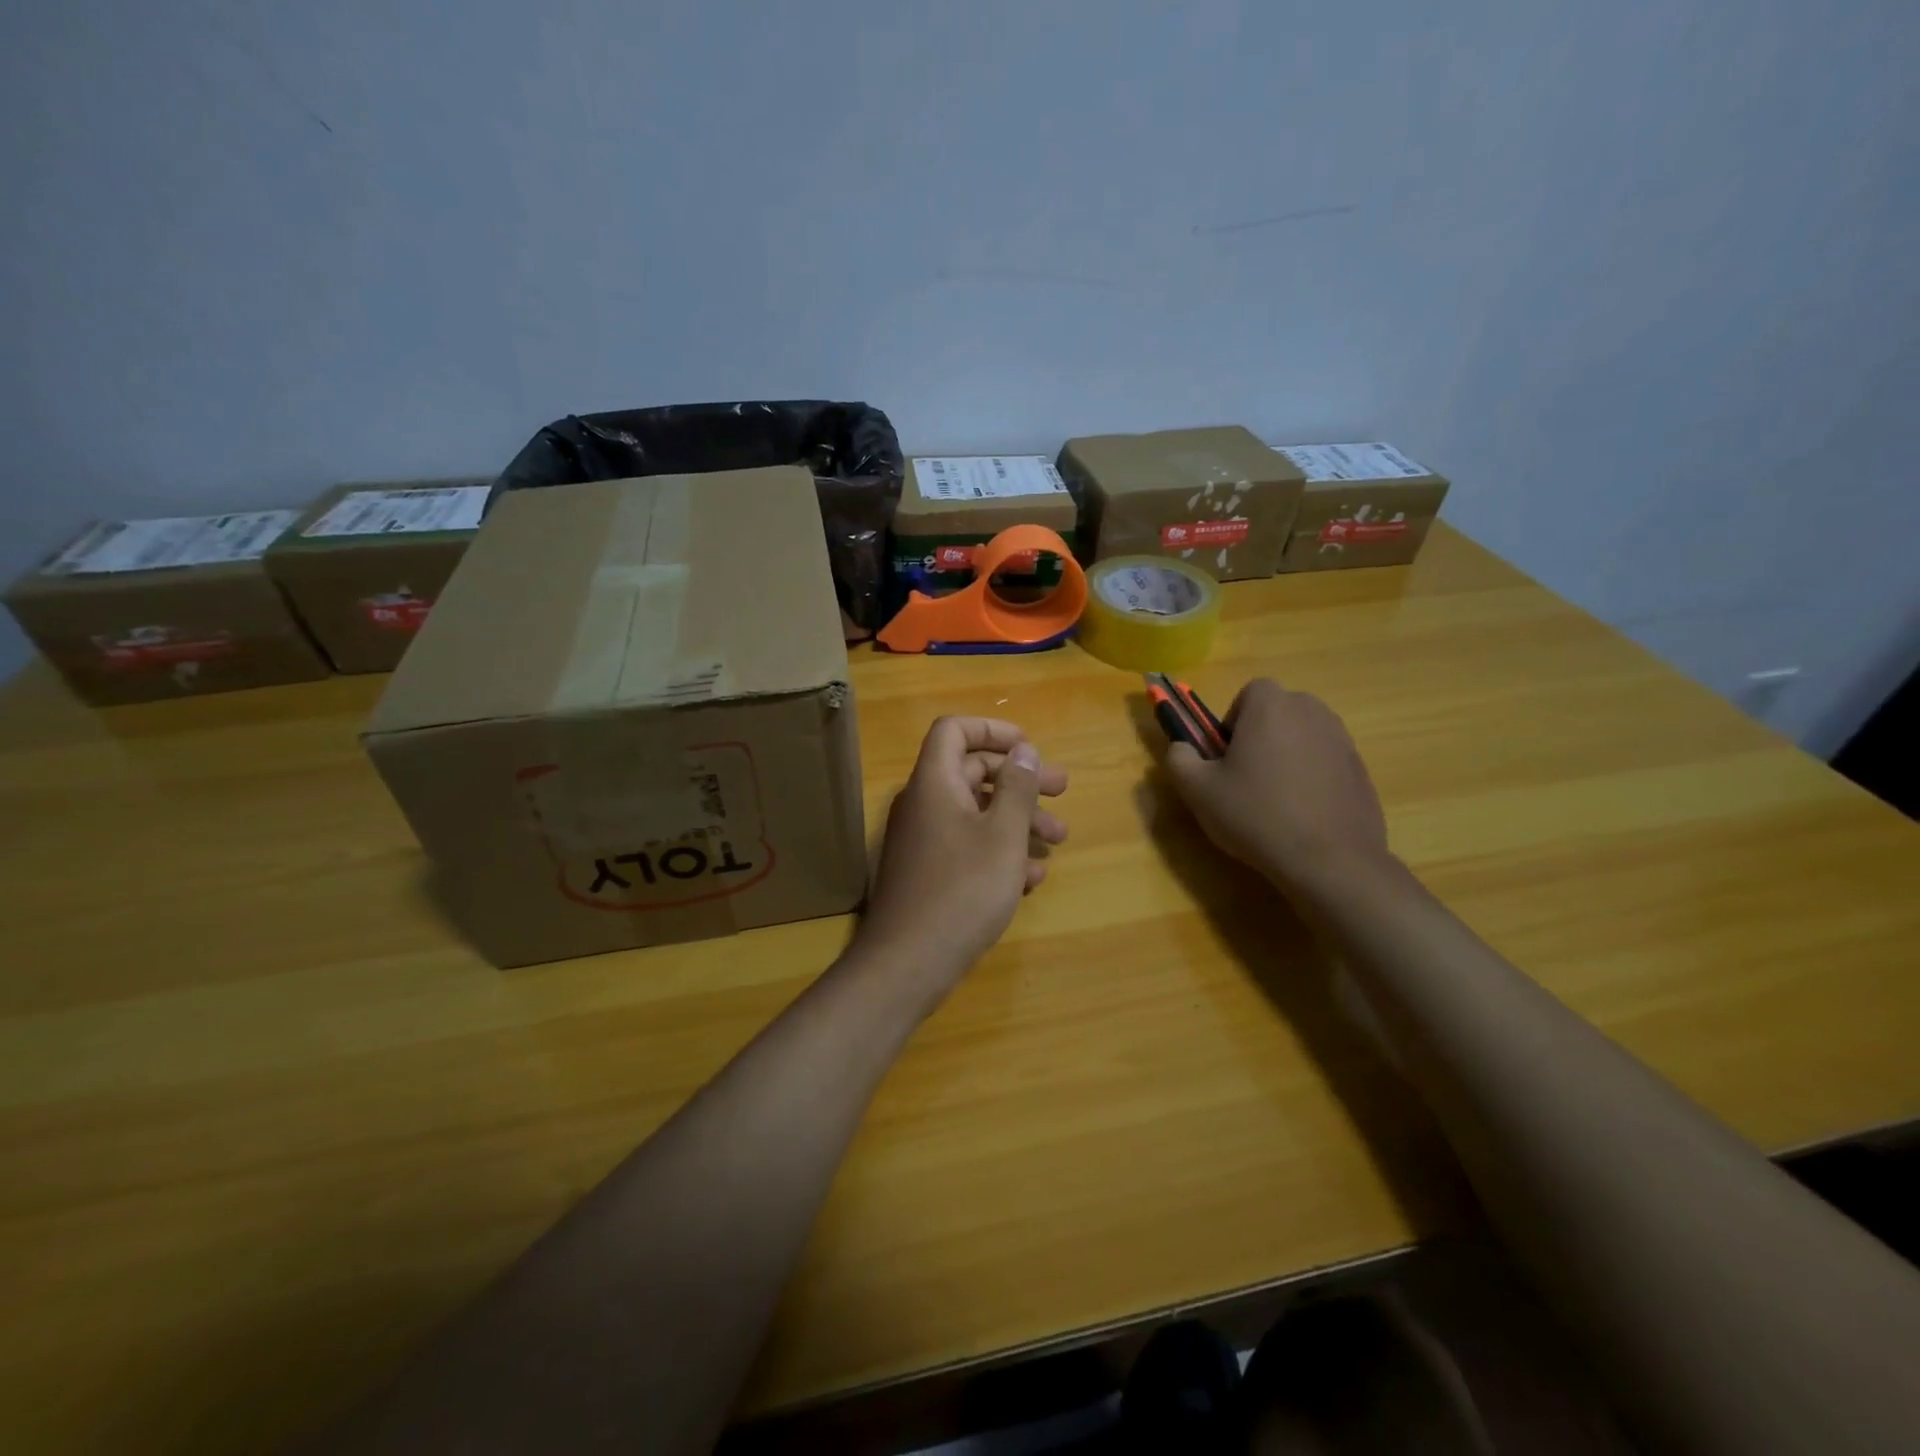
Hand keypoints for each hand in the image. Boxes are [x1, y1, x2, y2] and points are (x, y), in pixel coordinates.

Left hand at [855, 717, 1068, 995]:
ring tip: (1058, 841)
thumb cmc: (962, 890)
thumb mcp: (1002, 836)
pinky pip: (966, 847)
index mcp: (934, 783)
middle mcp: (924, 804)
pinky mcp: (928, 873)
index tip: (1030, 747)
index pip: (954, 731)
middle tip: (1061, 792)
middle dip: (1020, 781)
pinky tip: (1030, 878)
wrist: (908, 962)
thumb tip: (1023, 750)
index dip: (992, 730)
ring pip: (976, 814)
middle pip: (973, 773)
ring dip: (1017, 820)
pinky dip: (999, 852)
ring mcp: (923, 840)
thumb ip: (1017, 788)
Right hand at [1163, 679, 1388, 891]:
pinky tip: (1302, 815)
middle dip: (1261, 735)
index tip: (1226, 755)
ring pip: (1304, 736)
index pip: (1250, 692)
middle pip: (1279, 712)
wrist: (1329, 859)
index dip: (1234, 721)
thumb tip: (1181, 748)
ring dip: (1287, 755)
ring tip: (1275, 799)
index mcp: (1271, 706)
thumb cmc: (1255, 814)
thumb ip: (1179, 758)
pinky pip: (1326, 763)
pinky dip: (1312, 778)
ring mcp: (1342, 740)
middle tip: (1246, 776)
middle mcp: (1312, 712)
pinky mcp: (1361, 770)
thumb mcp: (1197, 790)